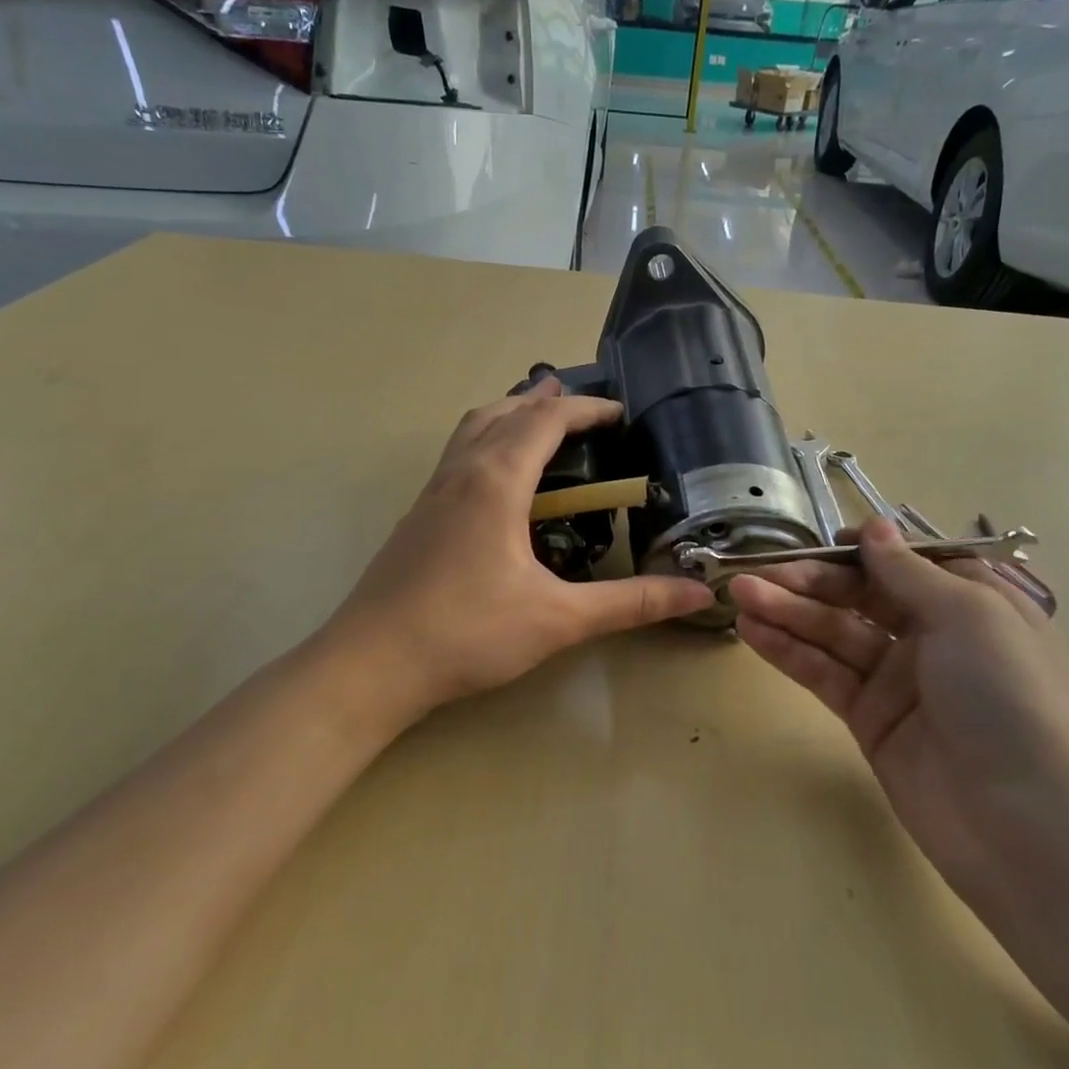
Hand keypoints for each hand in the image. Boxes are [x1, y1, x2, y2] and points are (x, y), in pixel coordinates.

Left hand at [323, 379, 715, 722]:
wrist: (371, 665)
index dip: (586, 410)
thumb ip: (630, 602)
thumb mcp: (559, 618)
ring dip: (506, 418)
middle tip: (578, 406)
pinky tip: (497, 488)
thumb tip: (697, 594)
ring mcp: (430, 496)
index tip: (620, 413)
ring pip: (470, 432)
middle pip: (501, 412)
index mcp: (495, 480)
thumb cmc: (468, 633)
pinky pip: (455, 460)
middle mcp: (459, 474)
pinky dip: (485, 447)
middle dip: (543, 403)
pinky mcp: (416, 520)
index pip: (545, 421)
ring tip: (535, 426)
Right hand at [727, 519, 1068, 879]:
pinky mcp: (868, 718)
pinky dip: (788, 651)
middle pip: (860, 595)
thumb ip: (908, 571)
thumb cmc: (1005, 694)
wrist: (1019, 818)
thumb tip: (874, 527)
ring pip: (834, 633)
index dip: (864, 550)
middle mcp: (933, 635)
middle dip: (809, 581)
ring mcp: (897, 679)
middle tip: (755, 573)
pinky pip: (824, 674)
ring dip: (787, 611)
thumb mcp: (966, 614)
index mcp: (970, 603)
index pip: (906, 563)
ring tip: (738, 594)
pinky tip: (752, 631)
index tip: (822, 542)